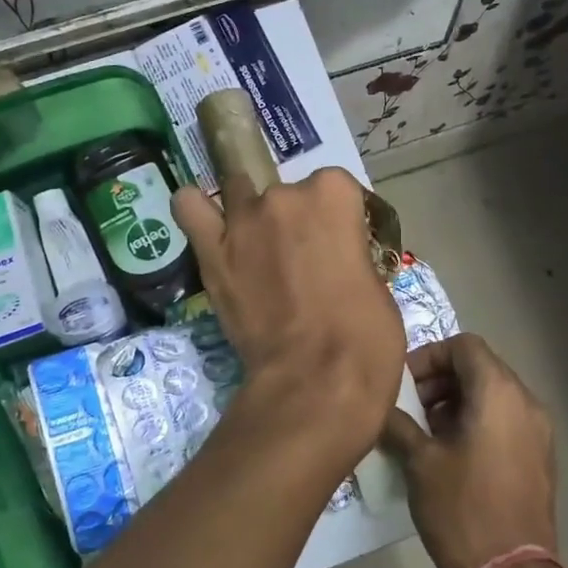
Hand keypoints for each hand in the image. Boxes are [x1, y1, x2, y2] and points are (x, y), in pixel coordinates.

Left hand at [173, 169, 405, 465]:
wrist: (316, 381)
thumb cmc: (365, 337)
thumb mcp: (377, 284)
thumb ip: (351, 254)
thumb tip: (338, 262)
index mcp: (334, 194)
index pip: (336, 187)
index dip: (339, 219)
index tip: (341, 246)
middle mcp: (285, 195)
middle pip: (288, 193)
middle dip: (295, 222)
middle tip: (302, 262)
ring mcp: (243, 220)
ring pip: (239, 193)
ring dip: (250, 215)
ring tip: (257, 248)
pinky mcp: (211, 252)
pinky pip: (189, 208)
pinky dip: (197, 211)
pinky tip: (210, 227)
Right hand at [382, 334, 557, 567]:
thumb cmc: (462, 510)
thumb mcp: (420, 462)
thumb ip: (399, 424)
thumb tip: (381, 408)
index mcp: (500, 393)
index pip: (464, 345)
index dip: (429, 356)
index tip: (404, 384)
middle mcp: (526, 402)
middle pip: (480, 367)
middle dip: (440, 381)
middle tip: (409, 408)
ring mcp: (538, 431)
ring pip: (493, 395)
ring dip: (456, 402)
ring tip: (425, 432)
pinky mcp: (539, 457)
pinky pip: (505, 420)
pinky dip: (476, 422)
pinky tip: (450, 454)